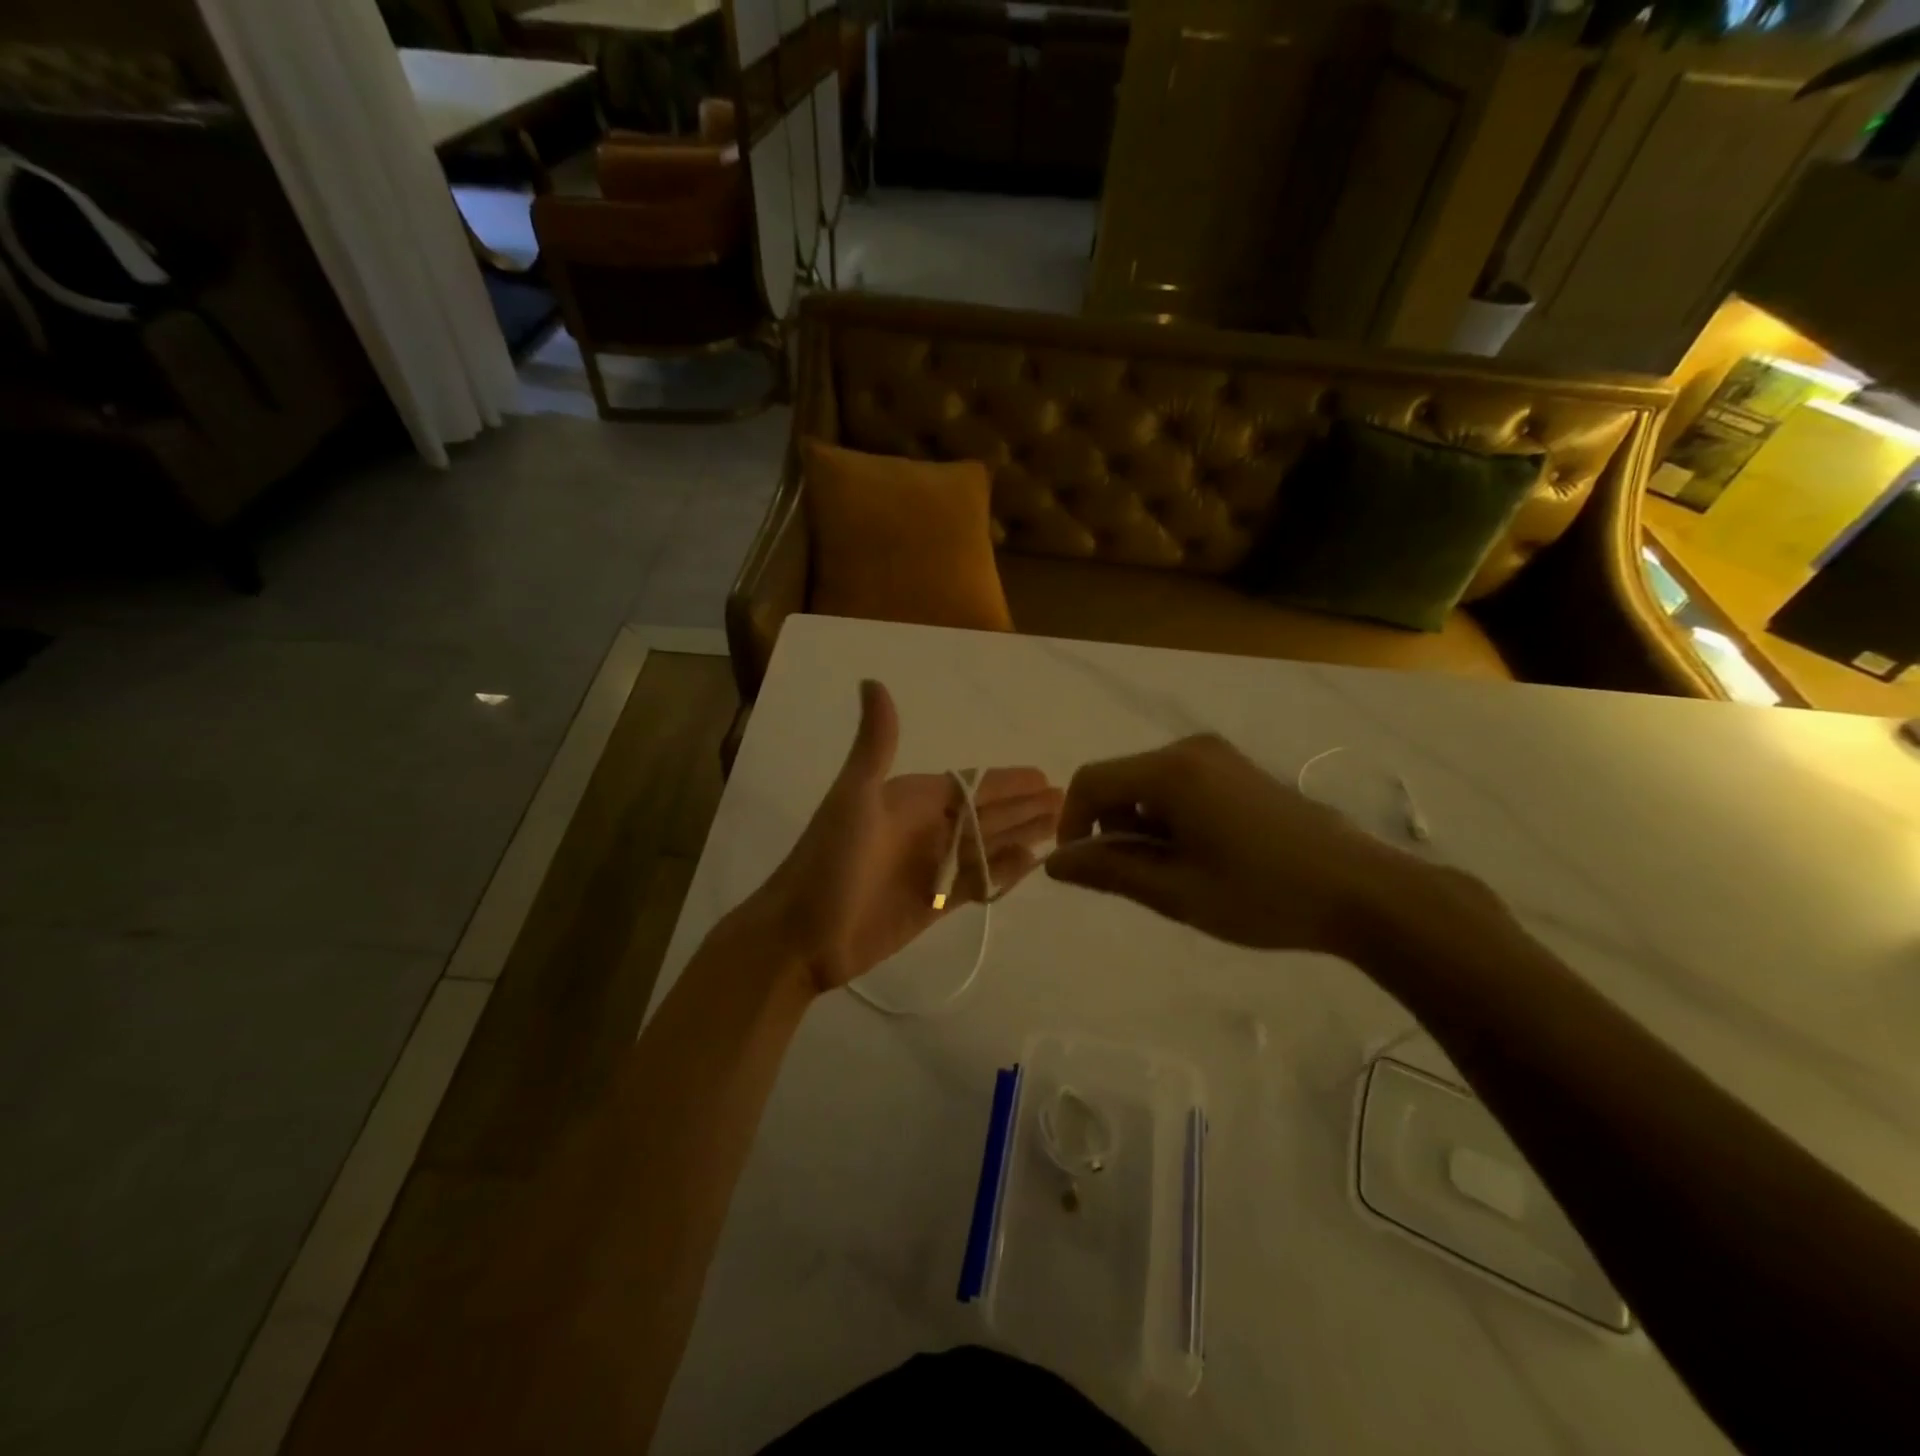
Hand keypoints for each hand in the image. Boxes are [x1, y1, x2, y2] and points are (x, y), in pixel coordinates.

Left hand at [746, 681, 1063, 992]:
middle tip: (1067, 802)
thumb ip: (875, 744)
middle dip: (1025, 807)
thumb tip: (871, 680)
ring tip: (1061, 830)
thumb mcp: (853, 797)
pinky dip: (1004, 874)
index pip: (971, 785)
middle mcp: (926, 830)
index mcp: (910, 801)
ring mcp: (931, 868)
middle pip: (987, 815)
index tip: (1045, 776)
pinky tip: (1031, 866)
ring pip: (987, 847)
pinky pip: (978, 883)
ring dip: (1021, 837)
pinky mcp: (934, 905)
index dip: (1008, 781)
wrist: (799, 936)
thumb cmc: (828, 863)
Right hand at [1045, 733, 1436, 956]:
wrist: (1362, 891)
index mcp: (1171, 772)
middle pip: (1120, 780)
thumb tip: (1054, 864)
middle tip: (1137, 878)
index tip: (1083, 868)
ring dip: (1142, 826)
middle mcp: (1190, 749)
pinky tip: (1201, 855)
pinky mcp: (1238, 770)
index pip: (1091, 782)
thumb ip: (1109, 871)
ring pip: (1148, 785)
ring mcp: (1218, 756)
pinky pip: (1179, 785)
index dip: (1071, 823)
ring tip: (1175, 873)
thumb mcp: (1176, 891)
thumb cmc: (1263, 894)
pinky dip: (1169, 818)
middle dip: (1111, 827)